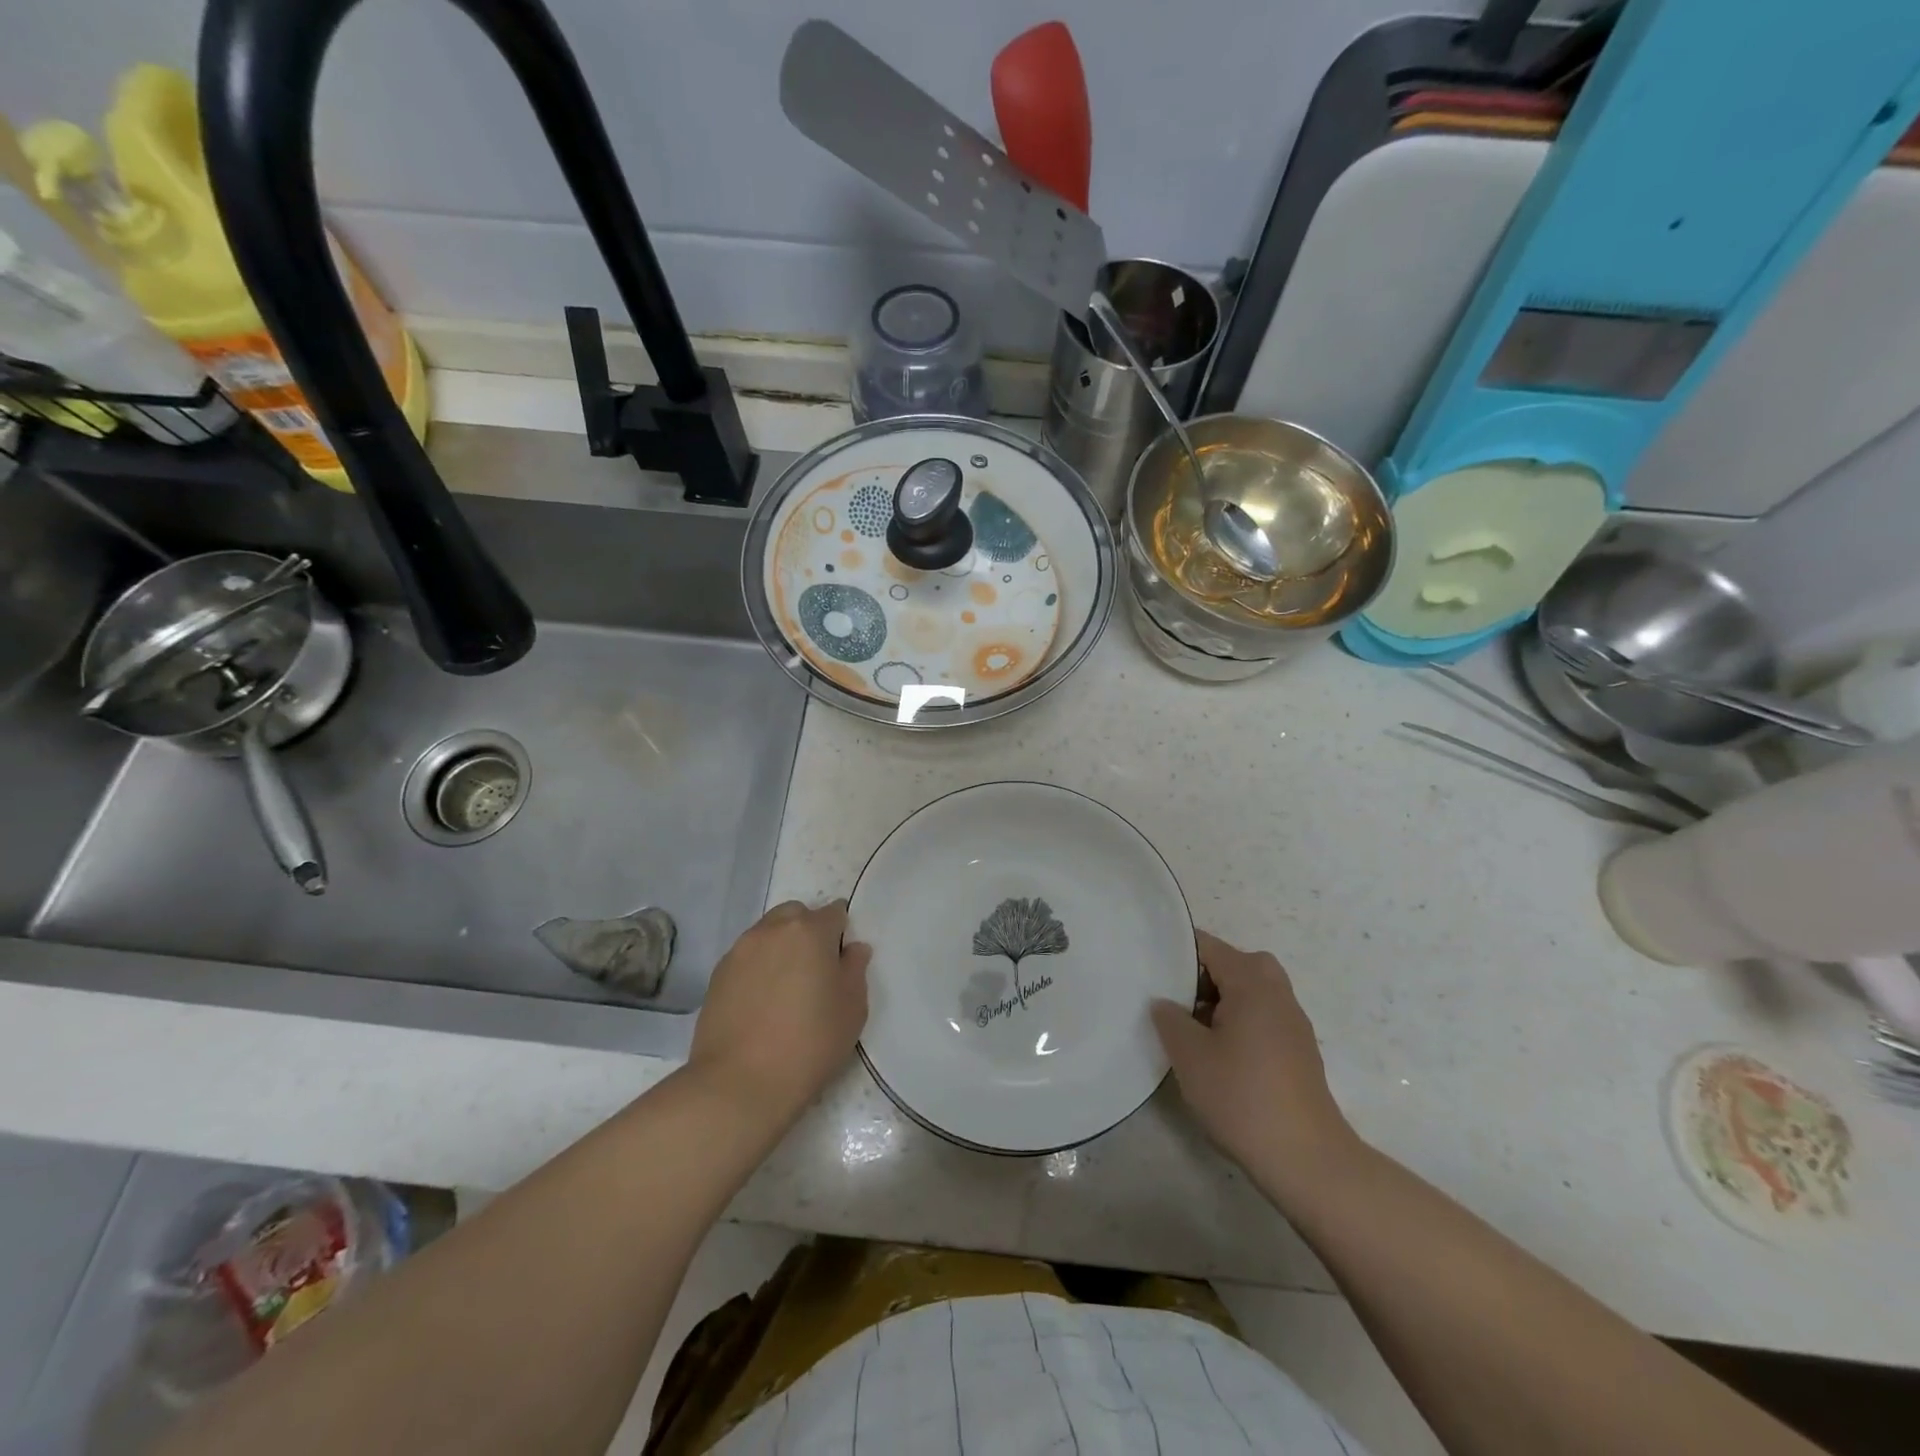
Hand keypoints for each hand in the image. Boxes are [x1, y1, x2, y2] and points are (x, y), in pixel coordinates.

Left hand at [689, 900, 871, 1124]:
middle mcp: (772, 930)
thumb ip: (855, 970)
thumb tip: (853, 948)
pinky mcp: (717, 974)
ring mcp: (740, 950)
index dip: (841, 933)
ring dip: (780, 948)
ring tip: (785, 989)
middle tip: (814, 971)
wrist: (740, 1083)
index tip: (841, 961)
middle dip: (808, 932)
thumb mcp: (852, 1009)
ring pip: (767, 933)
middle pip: (796, 915)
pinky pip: (746, 957)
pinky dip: (757, 968)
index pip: (834, 912)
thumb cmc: (809, 1043)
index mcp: (810, 931)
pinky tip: (761, 1003)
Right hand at [1151, 931, 1358, 1189]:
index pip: (1208, 946)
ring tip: (1189, 1028)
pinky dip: (1237, 1020)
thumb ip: (1170, 1018)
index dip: (1176, 951)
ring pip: (1248, 991)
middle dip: (1200, 976)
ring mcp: (1292, 1021)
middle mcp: (1277, 992)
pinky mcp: (1297, 1049)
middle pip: (1233, 964)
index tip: (1149, 966)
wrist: (1306, 1159)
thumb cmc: (1242, 1096)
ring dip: (1219, 1000)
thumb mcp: (1190, 1055)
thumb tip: (1164, 1002)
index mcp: (1252, 982)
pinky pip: (1260, 1015)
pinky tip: (1217, 1054)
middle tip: (1171, 999)